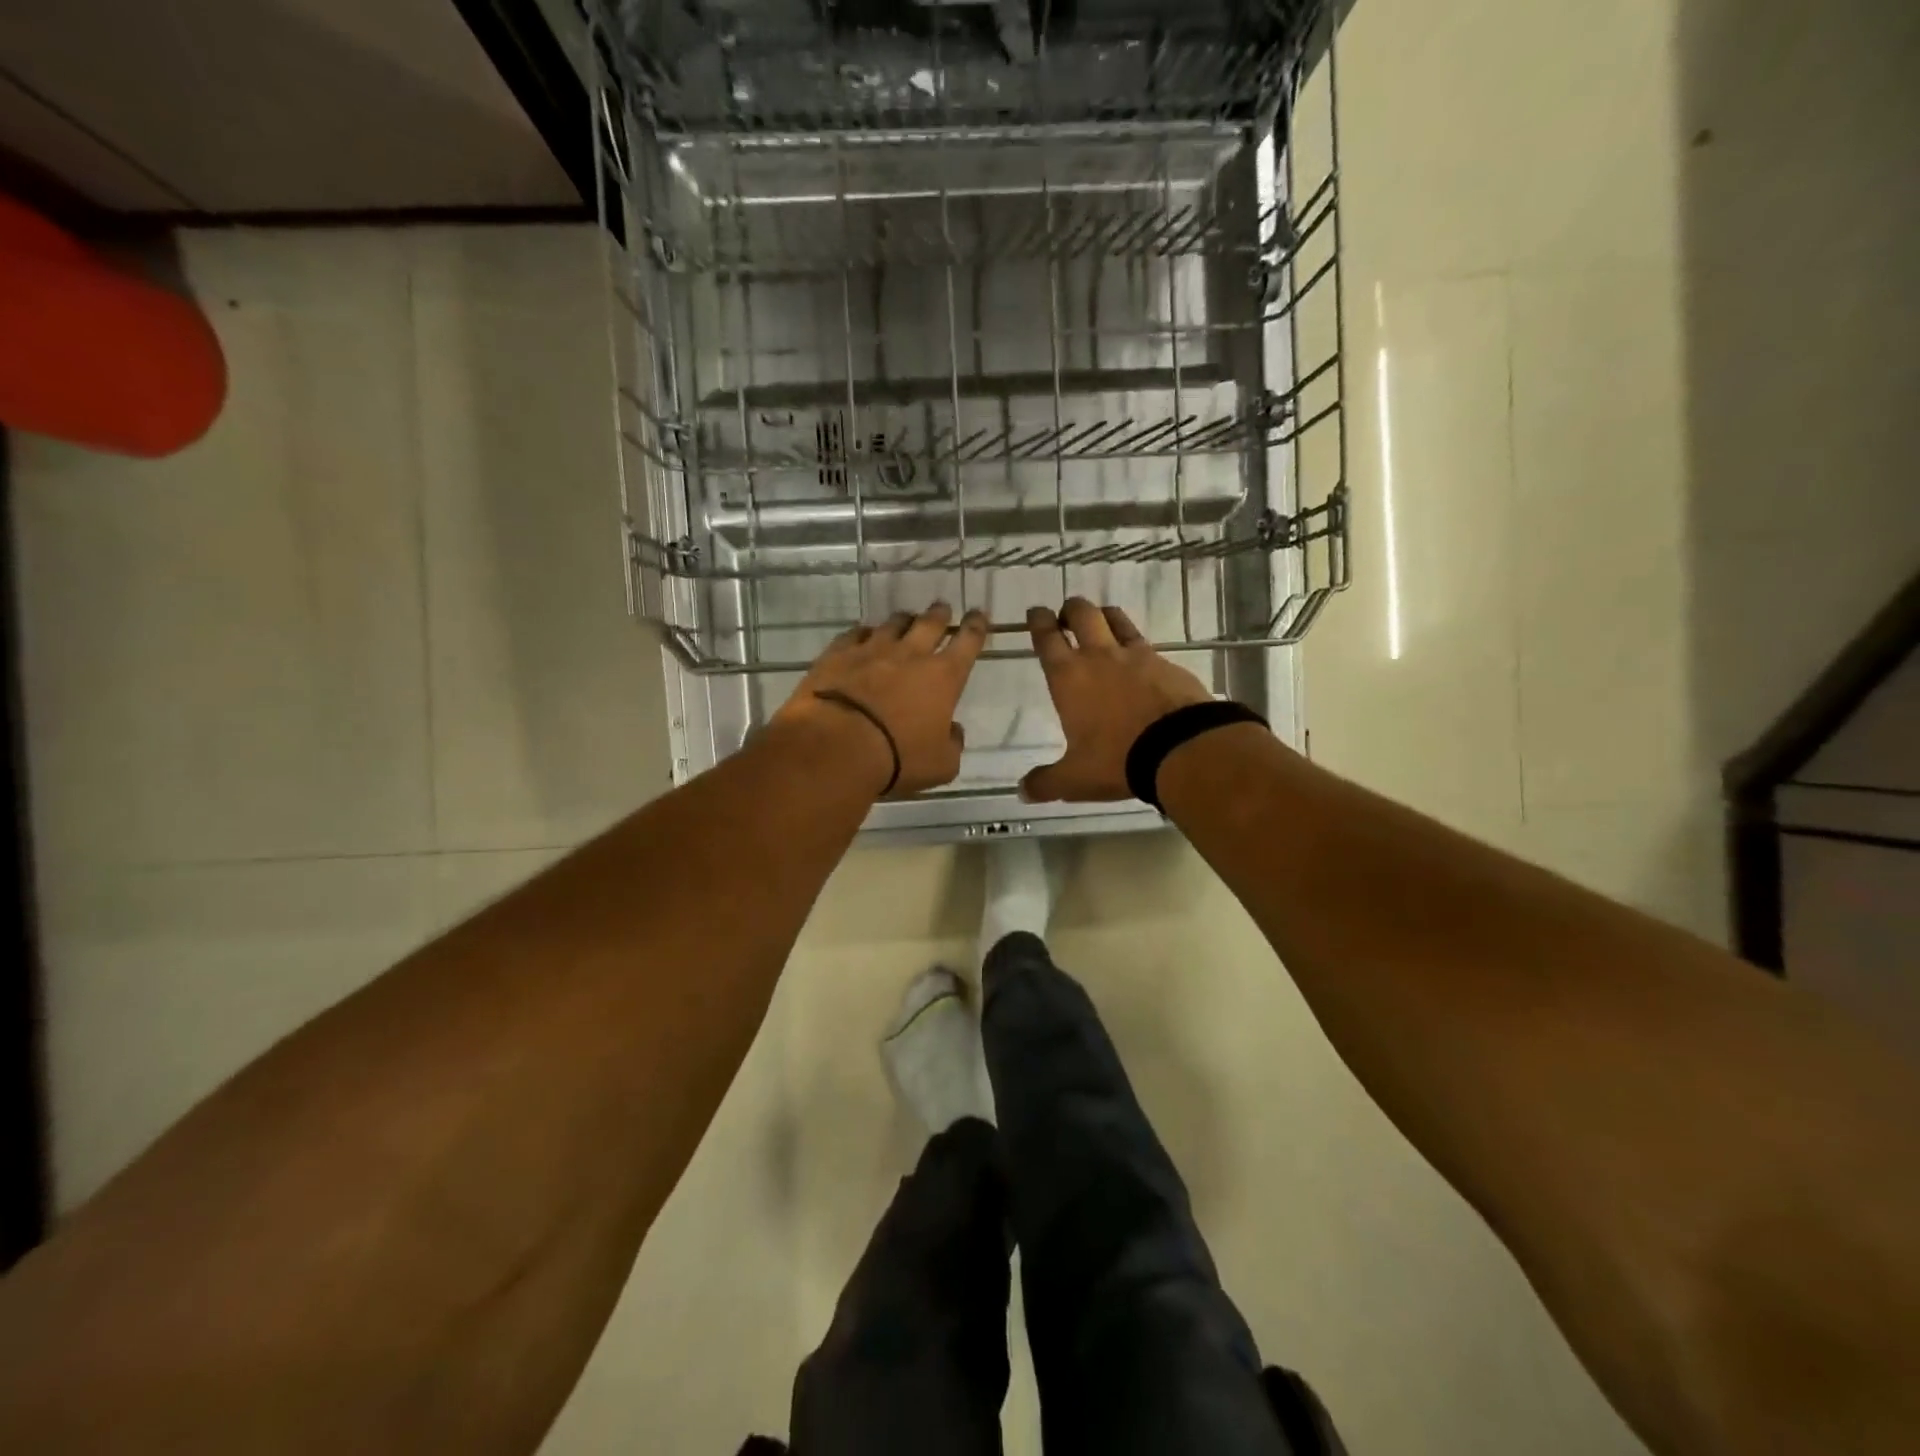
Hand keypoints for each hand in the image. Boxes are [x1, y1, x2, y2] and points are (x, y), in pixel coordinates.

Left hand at [773, 603, 989, 798]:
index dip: (975, 627)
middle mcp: (911, 654)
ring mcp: (871, 650)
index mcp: (943, 677)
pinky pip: (855, 634)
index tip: (978, 614)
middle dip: (940, 614)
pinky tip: (862, 635)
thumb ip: (952, 744)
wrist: (836, 746)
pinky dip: (863, 633)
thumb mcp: (941, 765)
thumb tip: (953, 730)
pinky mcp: (837, 654)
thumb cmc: (897, 759)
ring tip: (905, 619)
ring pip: (892, 624)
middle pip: (930, 624)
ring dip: (903, 620)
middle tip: (942, 608)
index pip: (967, 642)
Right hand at [1021, 598, 1212, 802]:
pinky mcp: (1166, 663)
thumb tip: (1022, 791)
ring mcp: (1136, 656)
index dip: (1039, 622)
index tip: (1036, 612)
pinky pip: (1146, 643)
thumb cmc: (1117, 759)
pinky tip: (1139, 658)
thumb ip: (1045, 783)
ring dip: (1104, 615)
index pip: (1047, 638)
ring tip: (1101, 621)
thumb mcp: (1075, 779)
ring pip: (1115, 618)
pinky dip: (1136, 644)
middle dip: (1071, 609)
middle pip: (1082, 614)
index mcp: (1069, 677)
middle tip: (1066, 616)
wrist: (1181, 748)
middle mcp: (1099, 657)